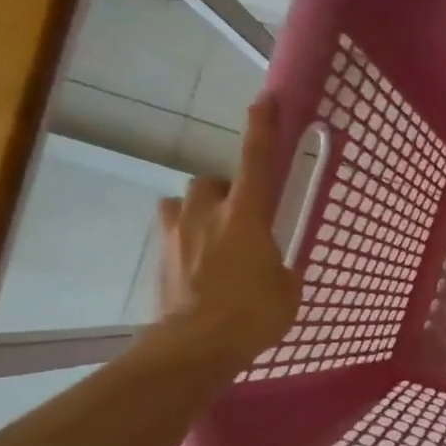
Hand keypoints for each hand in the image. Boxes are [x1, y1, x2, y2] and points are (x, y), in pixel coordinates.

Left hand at [155, 97, 300, 364]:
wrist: (196, 346)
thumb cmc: (253, 315)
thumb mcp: (287, 290)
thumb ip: (282, 267)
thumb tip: (277, 266)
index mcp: (247, 216)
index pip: (257, 161)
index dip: (262, 128)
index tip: (265, 100)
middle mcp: (208, 214)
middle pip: (209, 182)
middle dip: (222, 192)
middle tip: (238, 217)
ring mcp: (176, 234)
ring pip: (182, 205)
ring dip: (197, 213)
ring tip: (212, 239)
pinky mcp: (159, 257)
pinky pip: (171, 235)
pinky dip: (184, 241)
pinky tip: (197, 266)